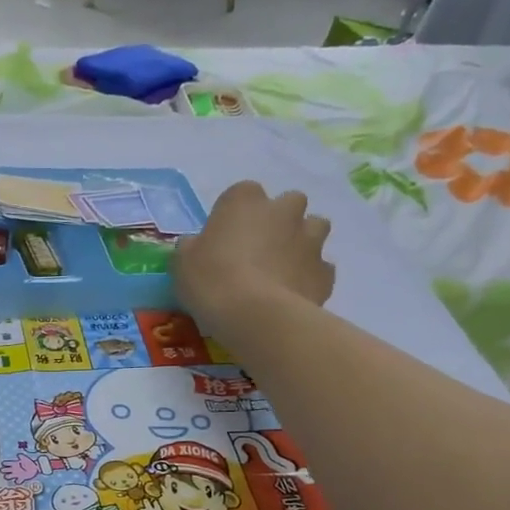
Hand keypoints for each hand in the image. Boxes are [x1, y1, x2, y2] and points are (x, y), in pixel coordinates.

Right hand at [1, 453, 40, 484]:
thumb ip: (21, 456)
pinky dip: (17, 481)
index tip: (3, 463)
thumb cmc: (29, 462)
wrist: (35, 468)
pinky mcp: (21, 478)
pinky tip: (18, 480)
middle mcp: (14, 469)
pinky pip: (17, 481)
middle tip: (3, 470)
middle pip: (5, 470)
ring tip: (8, 476)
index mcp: (14, 463)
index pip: (6, 463)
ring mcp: (17, 474)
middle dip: (4, 470)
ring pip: (9, 476)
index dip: (4, 463)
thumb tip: (18, 455)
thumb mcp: (25, 458)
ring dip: (8, 476)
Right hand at [174, 182, 333, 340]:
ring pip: (314, 229)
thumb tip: (197, 245)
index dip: (234, 215)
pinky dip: (310, 277)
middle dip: (278, 221)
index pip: (242, 194)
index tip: (223, 238)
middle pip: (288, 204)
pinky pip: (320, 268)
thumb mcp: (183, 261)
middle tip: (258, 249)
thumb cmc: (211, 280)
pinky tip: (293, 294)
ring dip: (301, 242)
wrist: (256, 316)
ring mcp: (310, 239)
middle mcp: (283, 210)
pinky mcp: (325, 272)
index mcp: (245, 200)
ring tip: (281, 269)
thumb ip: (193, 247)